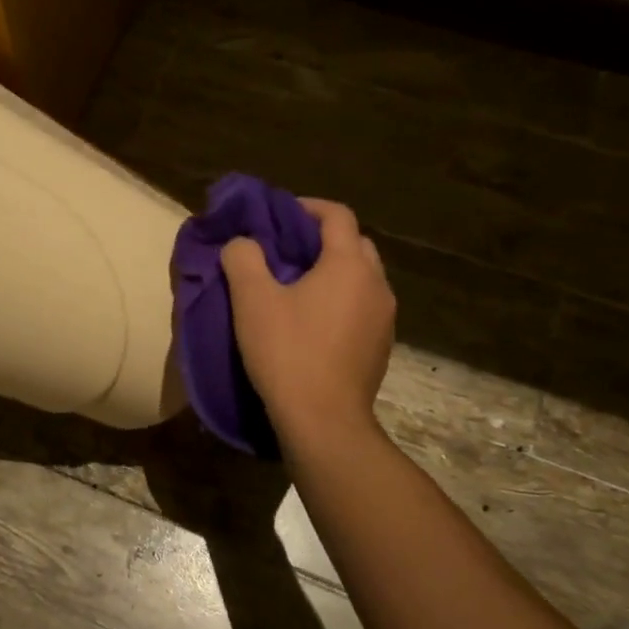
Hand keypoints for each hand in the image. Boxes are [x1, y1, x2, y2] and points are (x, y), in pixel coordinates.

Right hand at [221, 199, 394, 446]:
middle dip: (321, 240)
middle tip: (285, 251)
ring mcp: (385, 318)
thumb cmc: (287, 352)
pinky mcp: (381, 347)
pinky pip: (362, 307)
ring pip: (360, 278)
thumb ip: (243, 258)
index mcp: (350, 264)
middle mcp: (377, 285)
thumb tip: (243, 243)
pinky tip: (312, 323)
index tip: (278, 215)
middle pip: (354, 245)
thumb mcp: (251, 299)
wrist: (324, 421)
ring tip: (296, 287)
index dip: (306, 207)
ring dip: (332, 273)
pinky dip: (340, 301)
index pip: (337, 215)